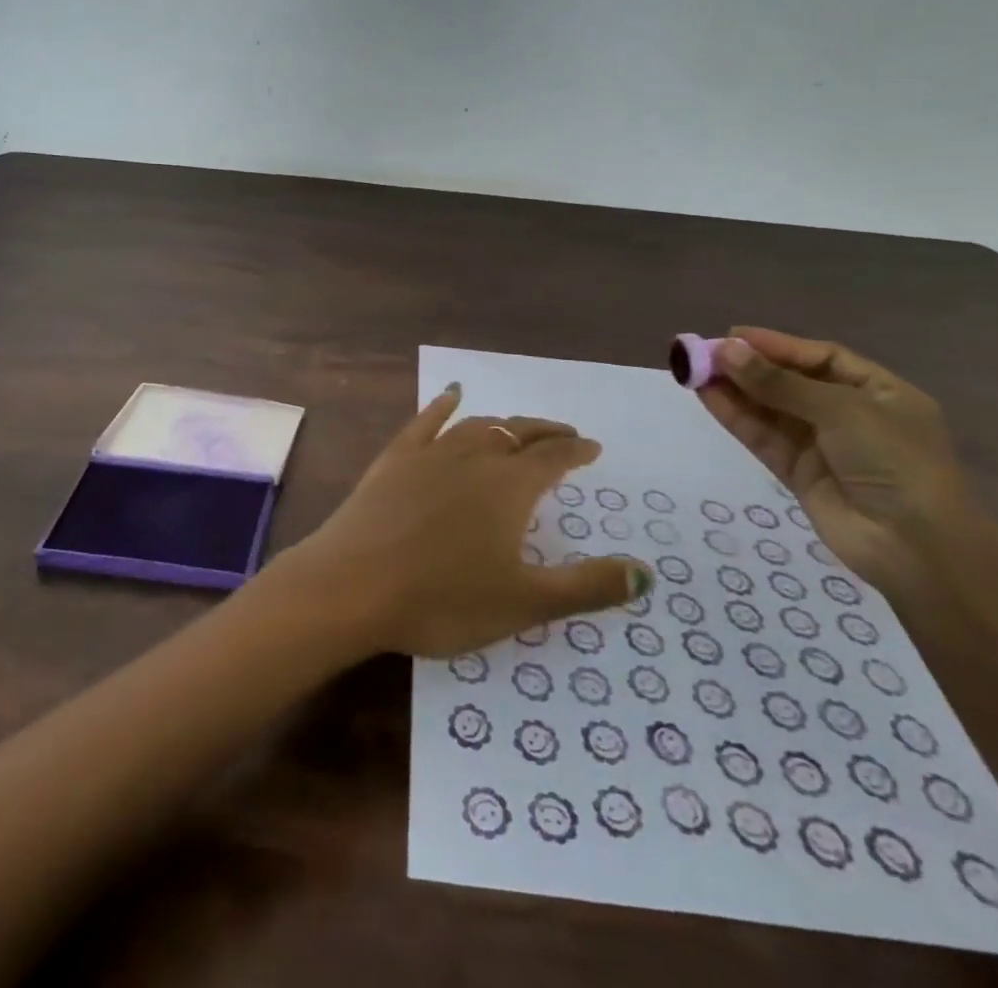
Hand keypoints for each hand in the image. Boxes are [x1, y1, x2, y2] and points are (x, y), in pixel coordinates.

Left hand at [281, 385, 651, 657]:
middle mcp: (474, 457)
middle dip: (545, 433)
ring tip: (517, 427)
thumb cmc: (442, 599)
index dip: (576, 451)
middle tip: (564, 435)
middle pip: (517, 434)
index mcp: (509, 487)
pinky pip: (425, 421)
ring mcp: (430, 453)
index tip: (591, 447)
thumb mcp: (524, 603)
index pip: (554, 458)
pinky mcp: (394, 458)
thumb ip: (587, 586)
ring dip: (503, 424)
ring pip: (477, 426)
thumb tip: (646, 571)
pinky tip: (451, 393)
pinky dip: (443, 405)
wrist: (352, 585)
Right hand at [696, 327, 978, 594]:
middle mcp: (849, 414)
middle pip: (789, 381)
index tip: (731, 336)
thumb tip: (725, 350)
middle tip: (702, 353)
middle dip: (748, 366)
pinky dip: (735, 416)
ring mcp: (821, 445)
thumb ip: (779, 382)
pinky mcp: (797, 472)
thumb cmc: (895, 462)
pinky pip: (762, 436)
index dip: (776, 345)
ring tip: (693, 370)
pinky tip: (706, 396)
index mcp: (878, 391)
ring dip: (734, 389)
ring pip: (769, 409)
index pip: (819, 357)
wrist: (915, 547)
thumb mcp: (841, 410)